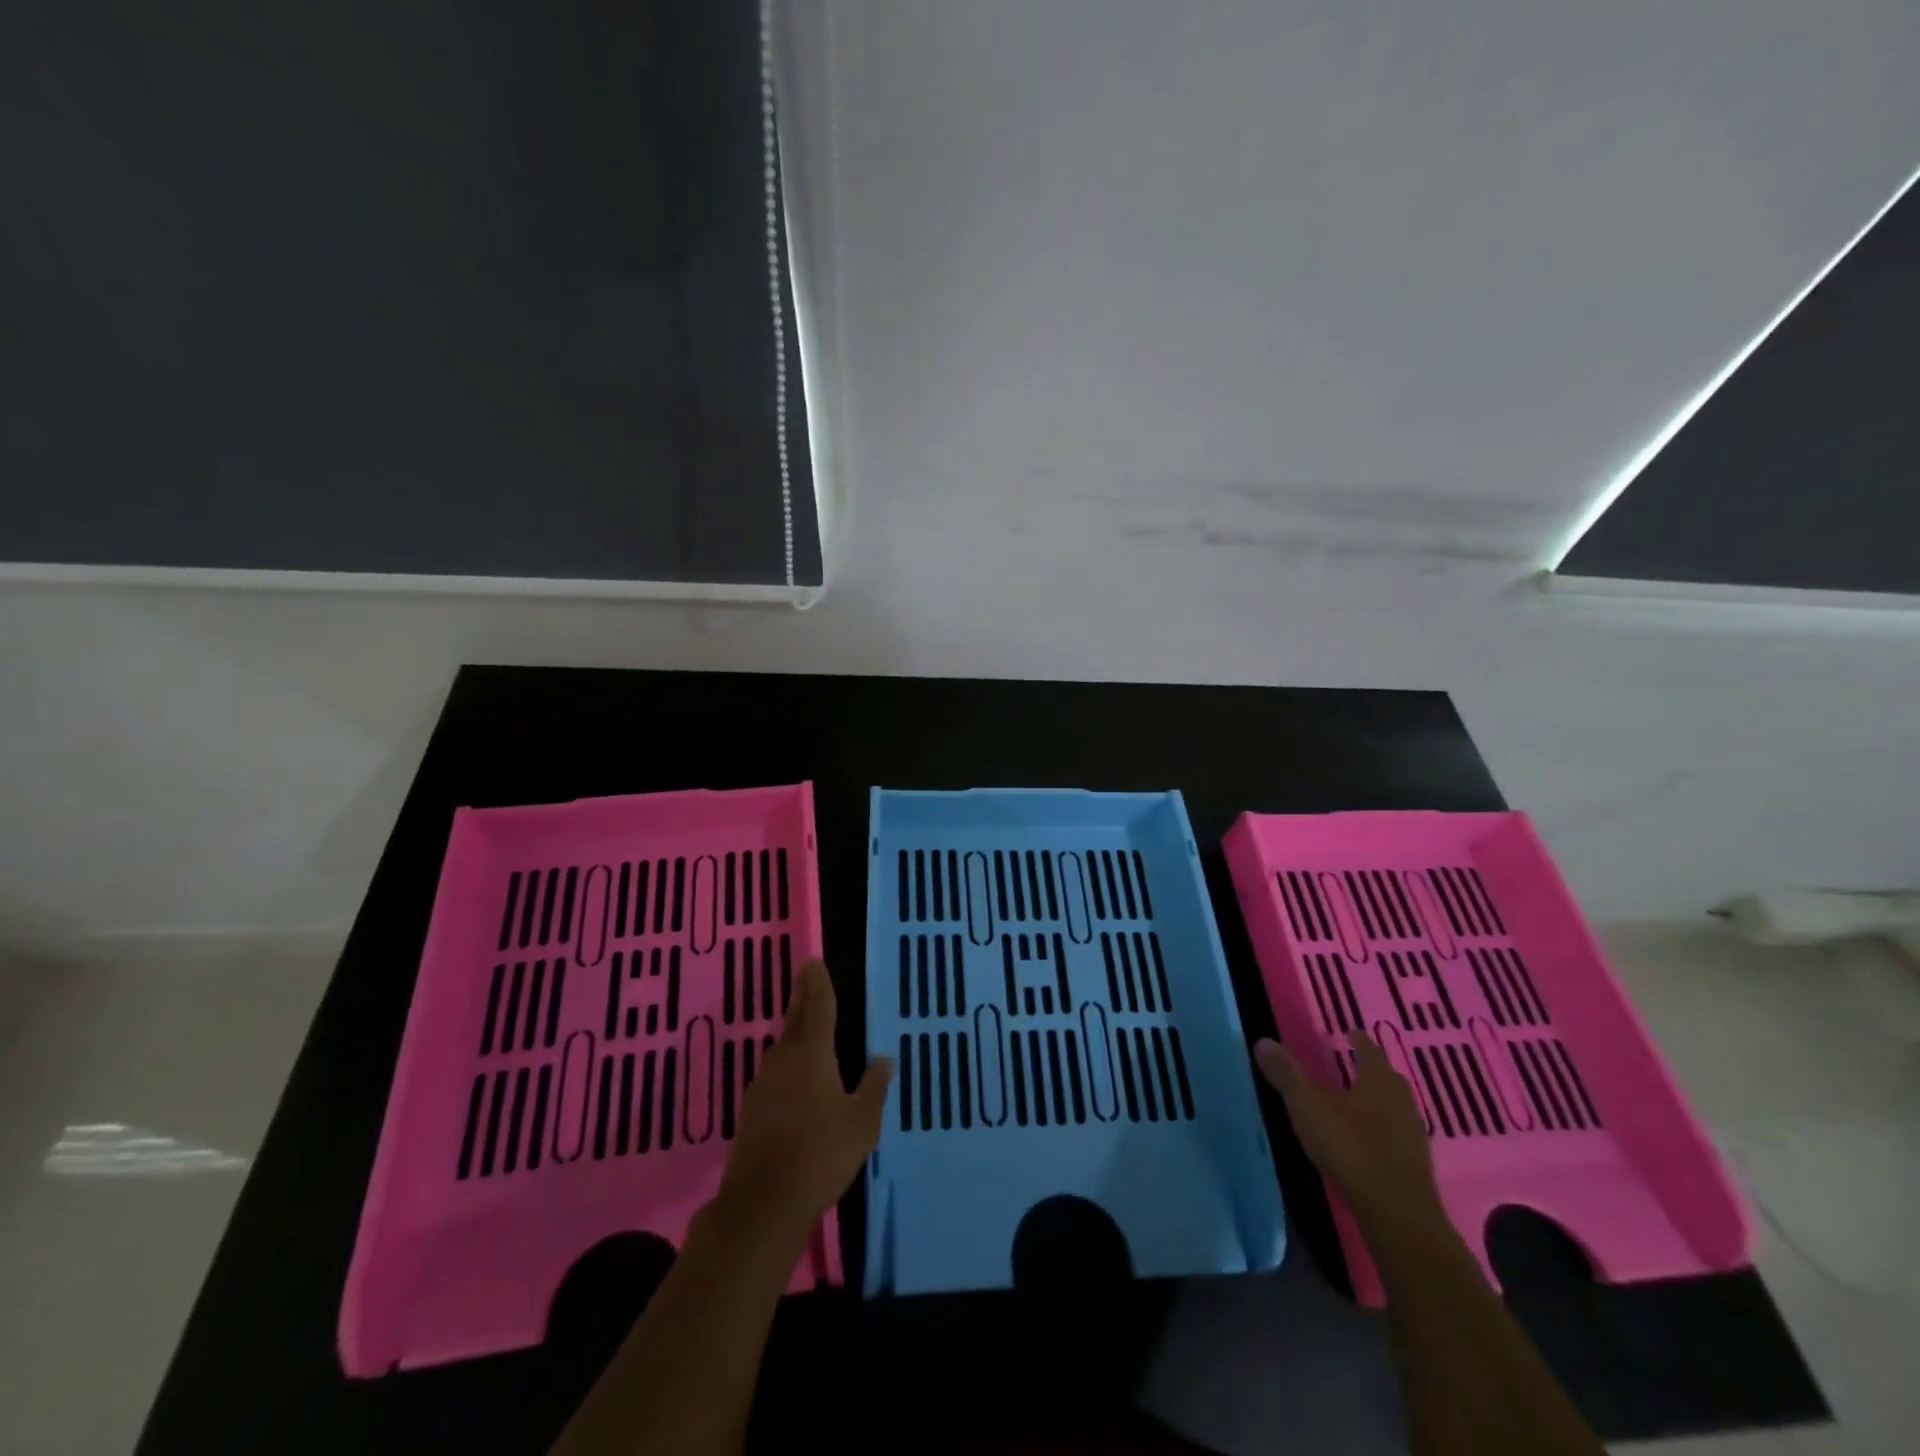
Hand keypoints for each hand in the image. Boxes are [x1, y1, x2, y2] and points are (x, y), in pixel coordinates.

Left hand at [718, 960, 892, 1231]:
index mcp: (812, 1054)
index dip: (818, 984)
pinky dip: (786, 1062)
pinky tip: (793, 1076)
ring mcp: (763, 1085)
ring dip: (793, 1030)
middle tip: (805, 975)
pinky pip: (774, 1073)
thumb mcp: (862, 1123)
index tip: (814, 961)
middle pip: (794, 1020)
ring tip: (804, 1023)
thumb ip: (873, 1088)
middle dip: (801, 996)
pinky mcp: (752, 1111)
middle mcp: (784, 1060)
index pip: (818, 1008)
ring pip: (782, 1047)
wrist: (762, 1204)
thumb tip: (884, 1058)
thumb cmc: (821, 1155)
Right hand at [1254, 1027, 1442, 1237]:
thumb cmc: (1351, 1148)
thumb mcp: (1308, 1106)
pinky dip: (1380, 1130)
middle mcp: (1402, 1102)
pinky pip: (1395, 1136)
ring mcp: (1413, 1136)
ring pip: (1394, 1108)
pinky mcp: (1414, 1166)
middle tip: (1350, 1065)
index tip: (1348, 1032)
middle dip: (1370, 1070)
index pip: (1369, 1051)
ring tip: (1353, 1102)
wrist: (1397, 1214)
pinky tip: (1363, 1140)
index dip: (1358, 1040)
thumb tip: (1263, 1041)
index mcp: (1379, 1081)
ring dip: (1376, 1102)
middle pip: (1387, 1079)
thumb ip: (1286, 1074)